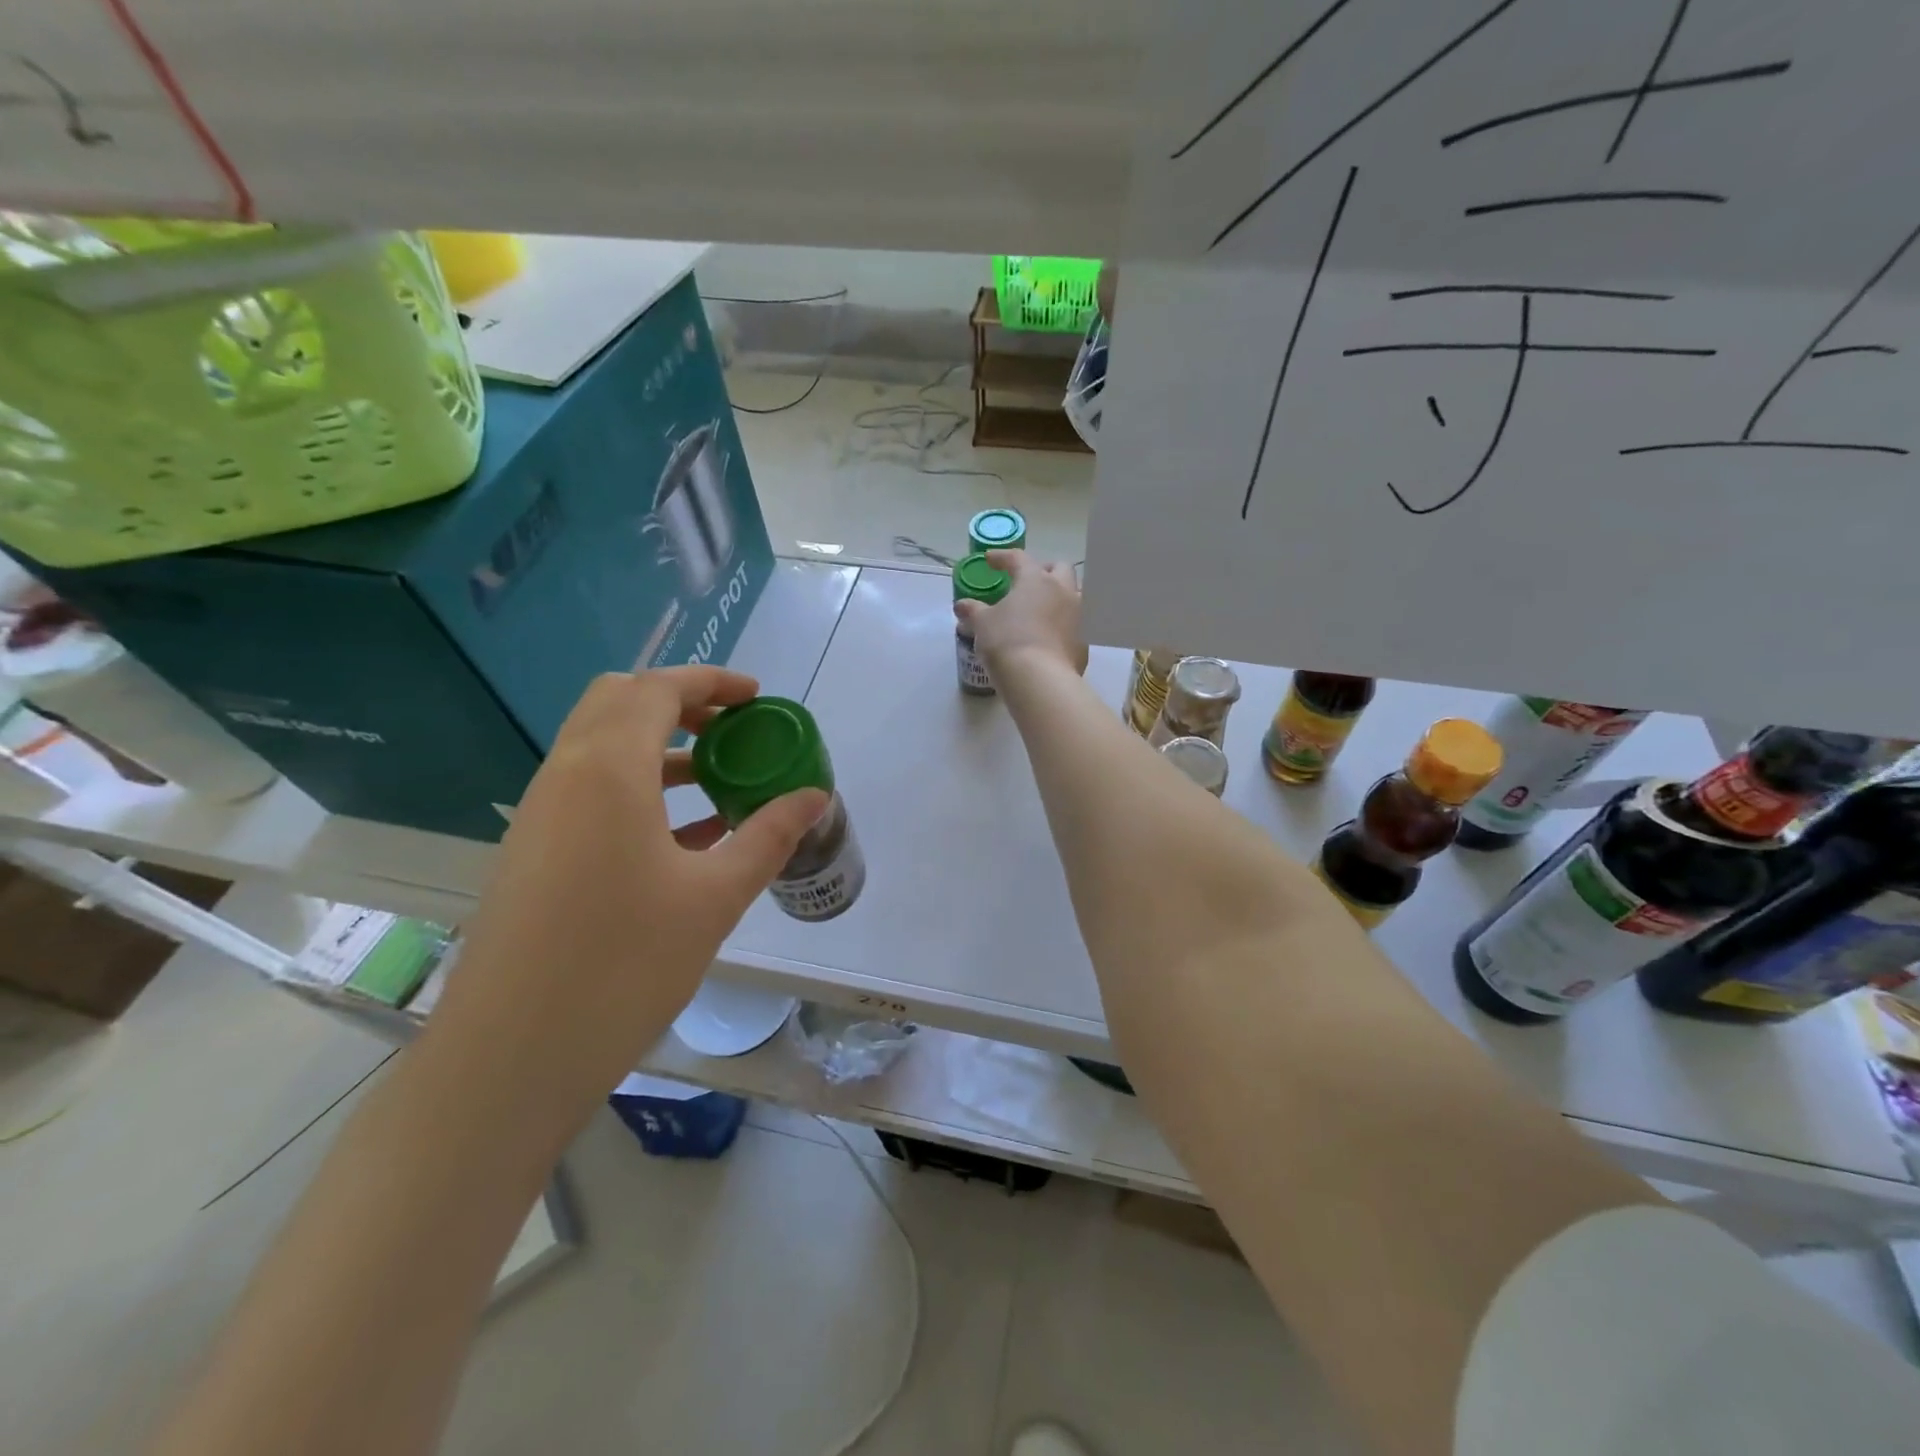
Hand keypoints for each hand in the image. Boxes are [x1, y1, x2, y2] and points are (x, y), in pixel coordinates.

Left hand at [429, 666, 828, 1113]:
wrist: (509, 1057)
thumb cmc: (623, 965)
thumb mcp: (715, 897)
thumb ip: (770, 836)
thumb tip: (815, 797)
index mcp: (608, 770)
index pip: (658, 689)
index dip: (711, 682)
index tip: (757, 698)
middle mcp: (565, 775)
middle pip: (619, 702)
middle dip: (680, 702)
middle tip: (732, 729)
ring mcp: (541, 813)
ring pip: (600, 745)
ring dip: (658, 745)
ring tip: (717, 779)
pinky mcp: (533, 850)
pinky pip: (589, 789)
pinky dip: (637, 785)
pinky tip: (685, 835)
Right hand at [955, 550, 1088, 678]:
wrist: (1041, 679)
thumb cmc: (1007, 642)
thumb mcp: (983, 625)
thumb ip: (973, 611)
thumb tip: (962, 606)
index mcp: (1036, 580)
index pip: (1018, 558)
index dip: (1002, 557)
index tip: (990, 560)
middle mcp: (1063, 591)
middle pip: (1060, 568)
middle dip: (1044, 570)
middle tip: (1028, 581)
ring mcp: (1079, 616)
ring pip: (1075, 595)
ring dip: (1060, 596)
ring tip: (1043, 609)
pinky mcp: (1085, 642)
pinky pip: (1076, 626)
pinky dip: (1063, 626)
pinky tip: (1050, 638)